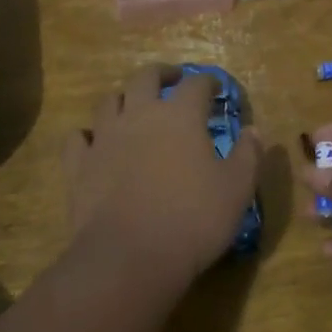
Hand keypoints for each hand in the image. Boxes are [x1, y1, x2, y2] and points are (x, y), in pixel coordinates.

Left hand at [62, 65, 263, 289]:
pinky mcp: (78, 165)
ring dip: (124, 99)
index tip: (216, 89)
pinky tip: (94, 143)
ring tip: (134, 108)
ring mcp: (104, 138)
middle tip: (172, 80)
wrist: (129, 257)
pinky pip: (77, 138)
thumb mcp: (237, 189)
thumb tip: (254, 131)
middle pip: (146, 77)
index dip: (208, 82)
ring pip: (109, 101)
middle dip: (162, 74)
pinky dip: (87, 135)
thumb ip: (248, 155)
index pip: (196, 84)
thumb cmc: (193, 220)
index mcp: (180, 115)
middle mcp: (140, 115)